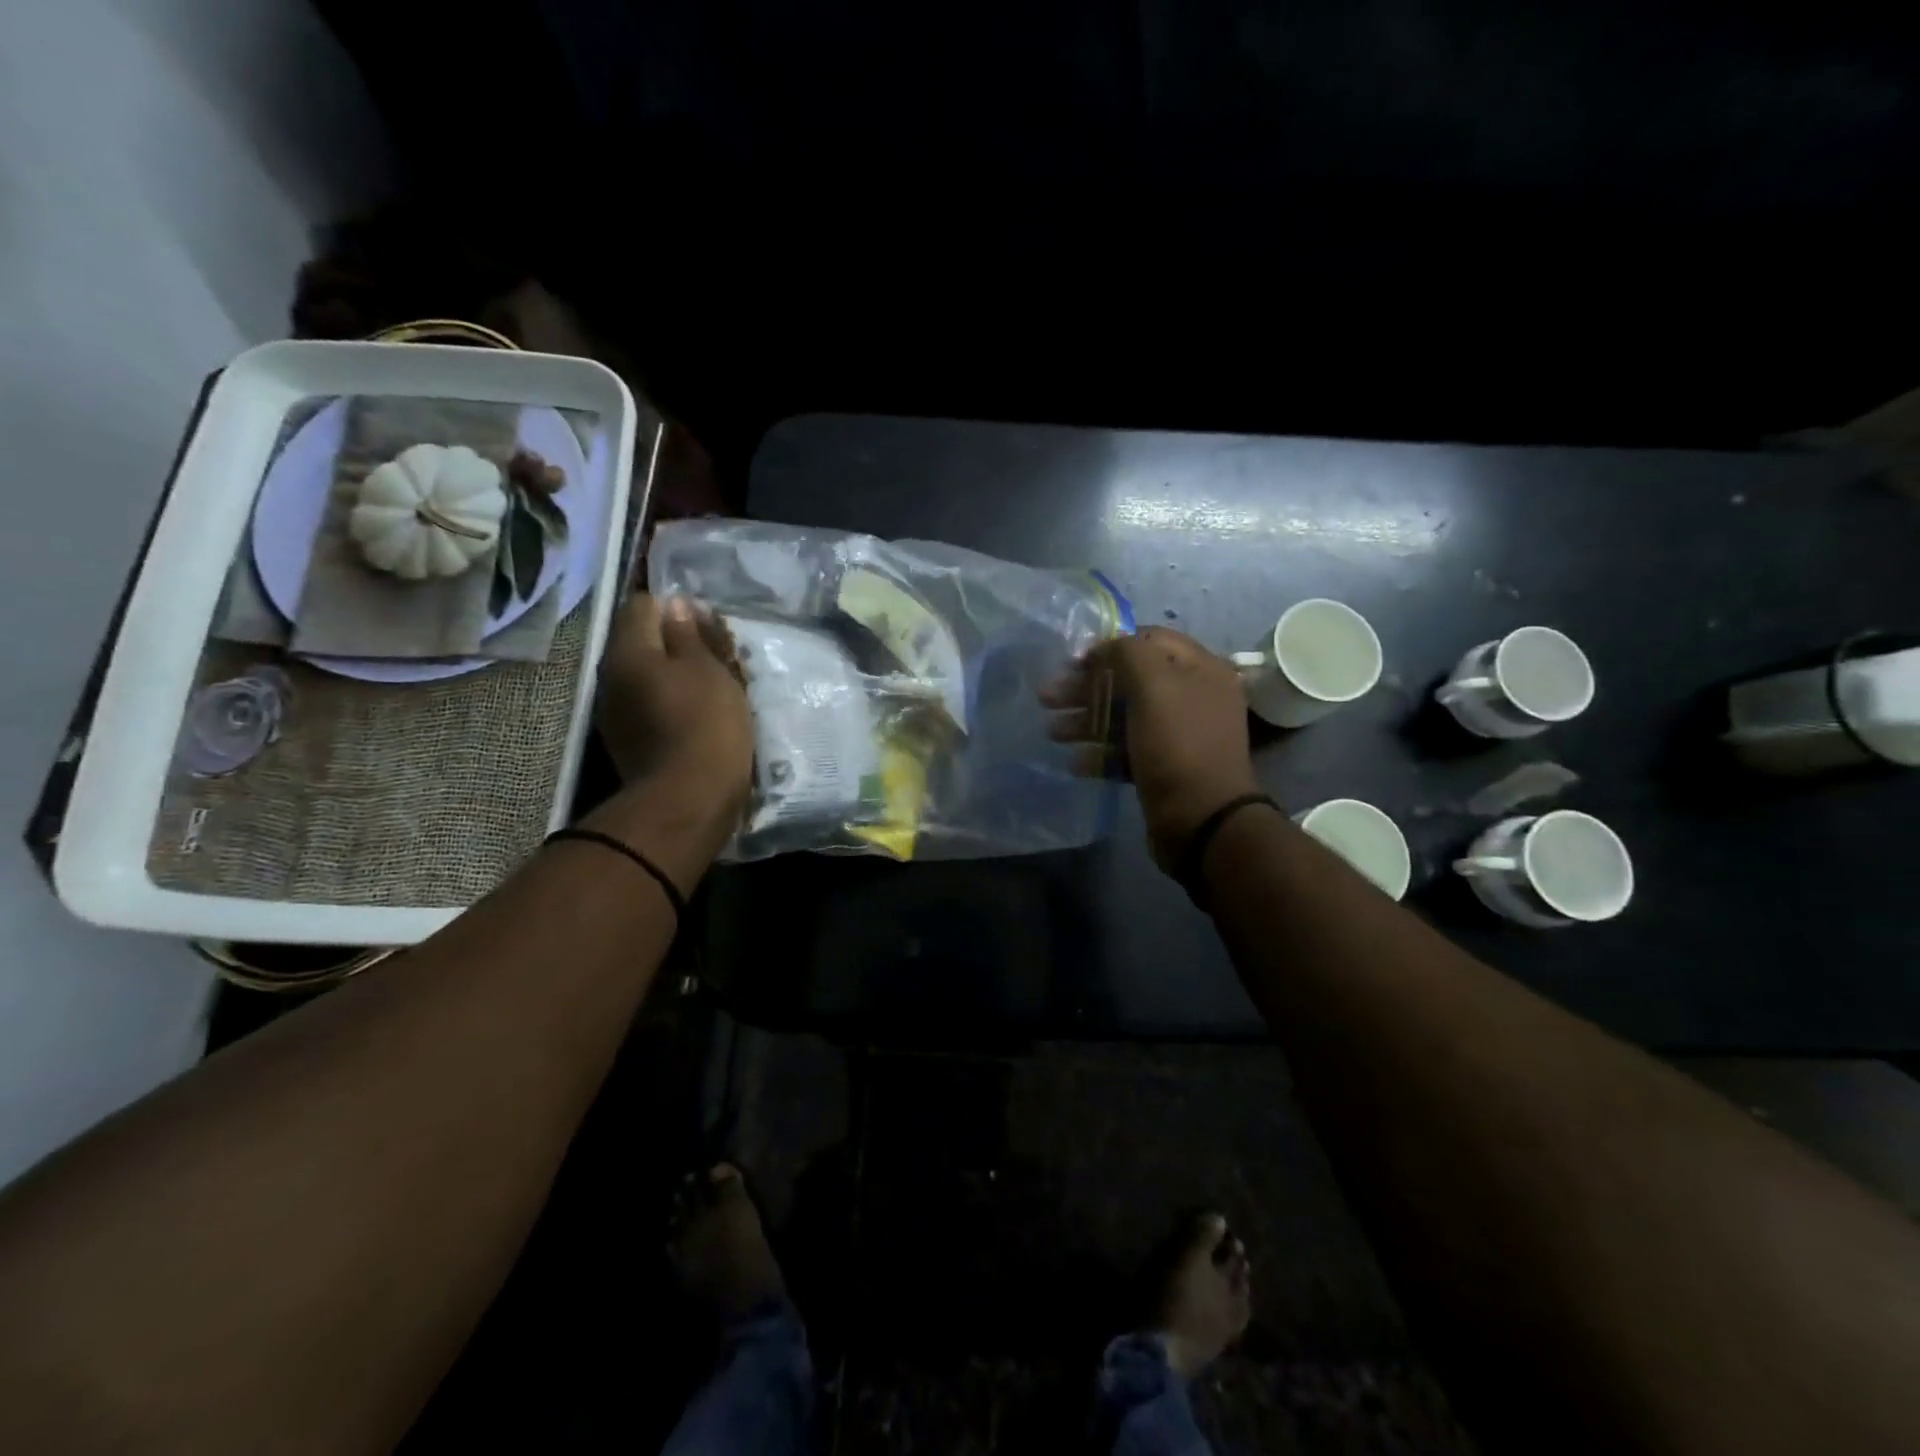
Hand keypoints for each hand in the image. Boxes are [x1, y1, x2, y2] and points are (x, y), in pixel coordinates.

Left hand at [594, 595, 753, 839]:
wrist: (688, 800)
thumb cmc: (704, 724)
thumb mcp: (708, 669)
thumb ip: (690, 633)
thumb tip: (675, 605)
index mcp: (628, 650)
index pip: (642, 604)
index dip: (675, 605)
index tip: (707, 621)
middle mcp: (612, 675)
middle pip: (643, 641)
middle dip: (678, 642)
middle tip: (719, 654)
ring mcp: (616, 711)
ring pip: (648, 674)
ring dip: (677, 673)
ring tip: (715, 685)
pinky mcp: (629, 740)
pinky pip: (650, 704)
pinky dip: (673, 702)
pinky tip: (700, 715)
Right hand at [1043, 628, 1262, 867]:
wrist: (1201, 820)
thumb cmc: (1177, 744)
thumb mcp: (1153, 685)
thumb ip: (1127, 653)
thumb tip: (1104, 648)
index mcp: (1200, 669)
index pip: (1149, 640)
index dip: (1109, 647)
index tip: (1073, 662)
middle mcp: (1193, 697)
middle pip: (1131, 680)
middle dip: (1087, 687)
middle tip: (1048, 698)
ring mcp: (1179, 735)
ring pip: (1125, 717)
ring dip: (1087, 721)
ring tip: (1053, 732)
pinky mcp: (1165, 768)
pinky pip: (1128, 751)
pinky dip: (1101, 753)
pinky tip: (1076, 762)